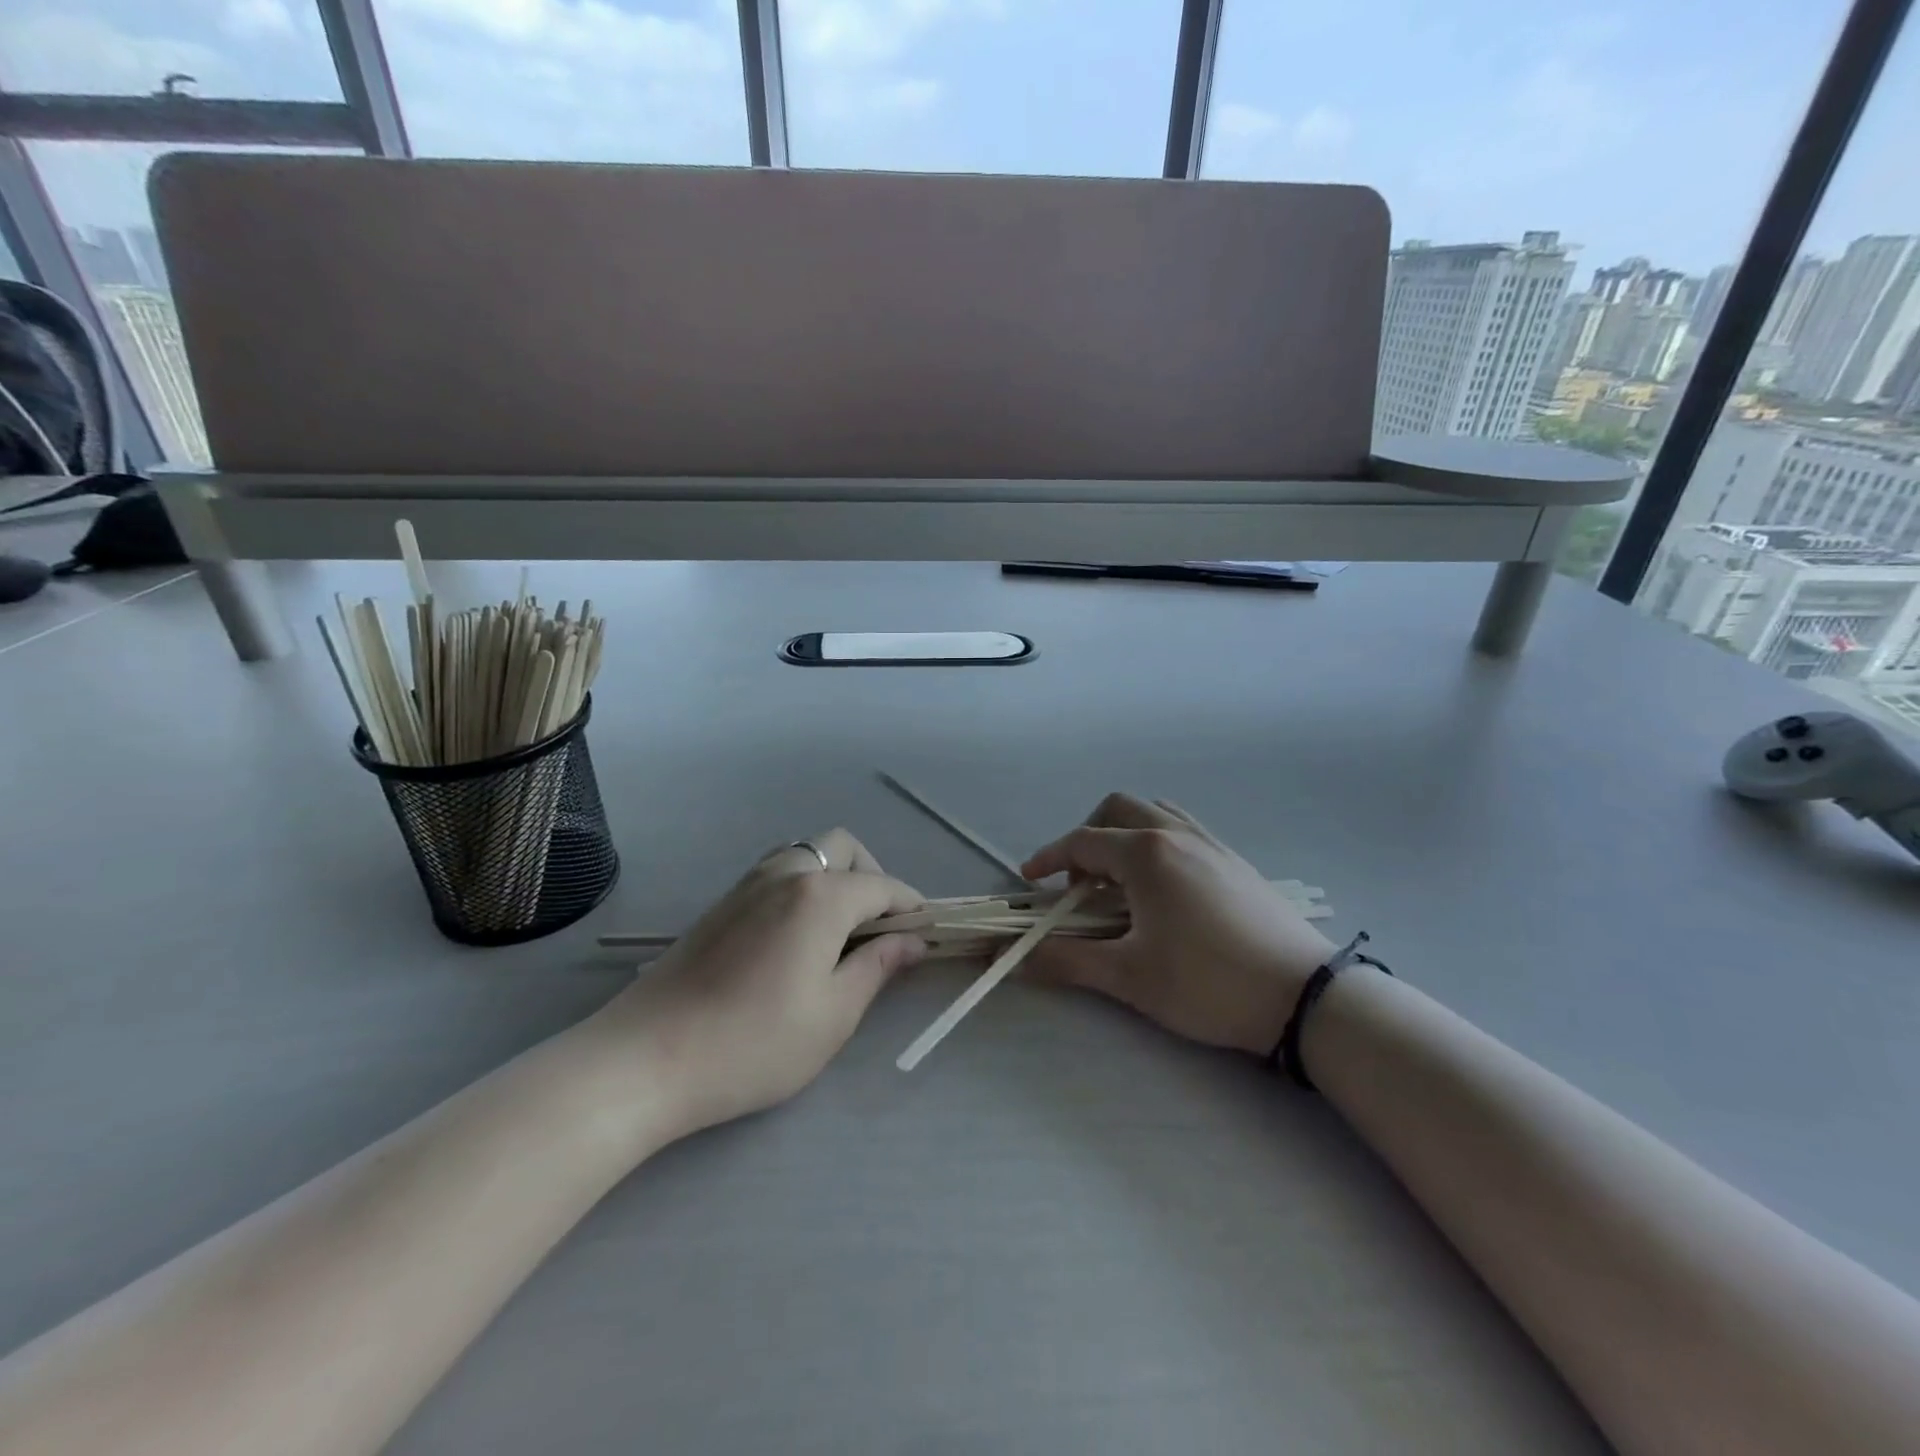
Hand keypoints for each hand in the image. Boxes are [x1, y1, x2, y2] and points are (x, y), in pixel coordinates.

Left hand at [595, 830, 925, 1135]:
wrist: (646, 1058)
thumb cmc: (753, 1043)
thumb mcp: (834, 1014)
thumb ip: (878, 966)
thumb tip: (912, 940)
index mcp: (821, 896)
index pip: (883, 886)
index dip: (911, 907)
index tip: (924, 934)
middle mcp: (786, 873)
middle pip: (843, 848)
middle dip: (872, 877)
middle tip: (877, 929)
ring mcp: (747, 884)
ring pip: (807, 853)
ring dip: (834, 876)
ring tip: (838, 932)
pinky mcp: (721, 903)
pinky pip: (777, 871)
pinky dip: (802, 885)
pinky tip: (795, 937)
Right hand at [1022, 794, 1336, 1055]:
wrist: (1303, 996)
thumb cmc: (1207, 982)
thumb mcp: (1129, 976)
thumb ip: (1066, 960)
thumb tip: (1015, 956)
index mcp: (1145, 852)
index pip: (1081, 841)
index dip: (1048, 858)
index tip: (1030, 881)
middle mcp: (1175, 834)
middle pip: (1116, 810)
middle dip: (1086, 838)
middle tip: (1079, 885)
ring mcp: (1210, 843)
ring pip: (1153, 813)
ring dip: (1124, 835)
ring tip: (1120, 882)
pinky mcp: (1233, 861)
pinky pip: (1182, 829)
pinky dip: (1155, 841)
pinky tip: (1163, 888)